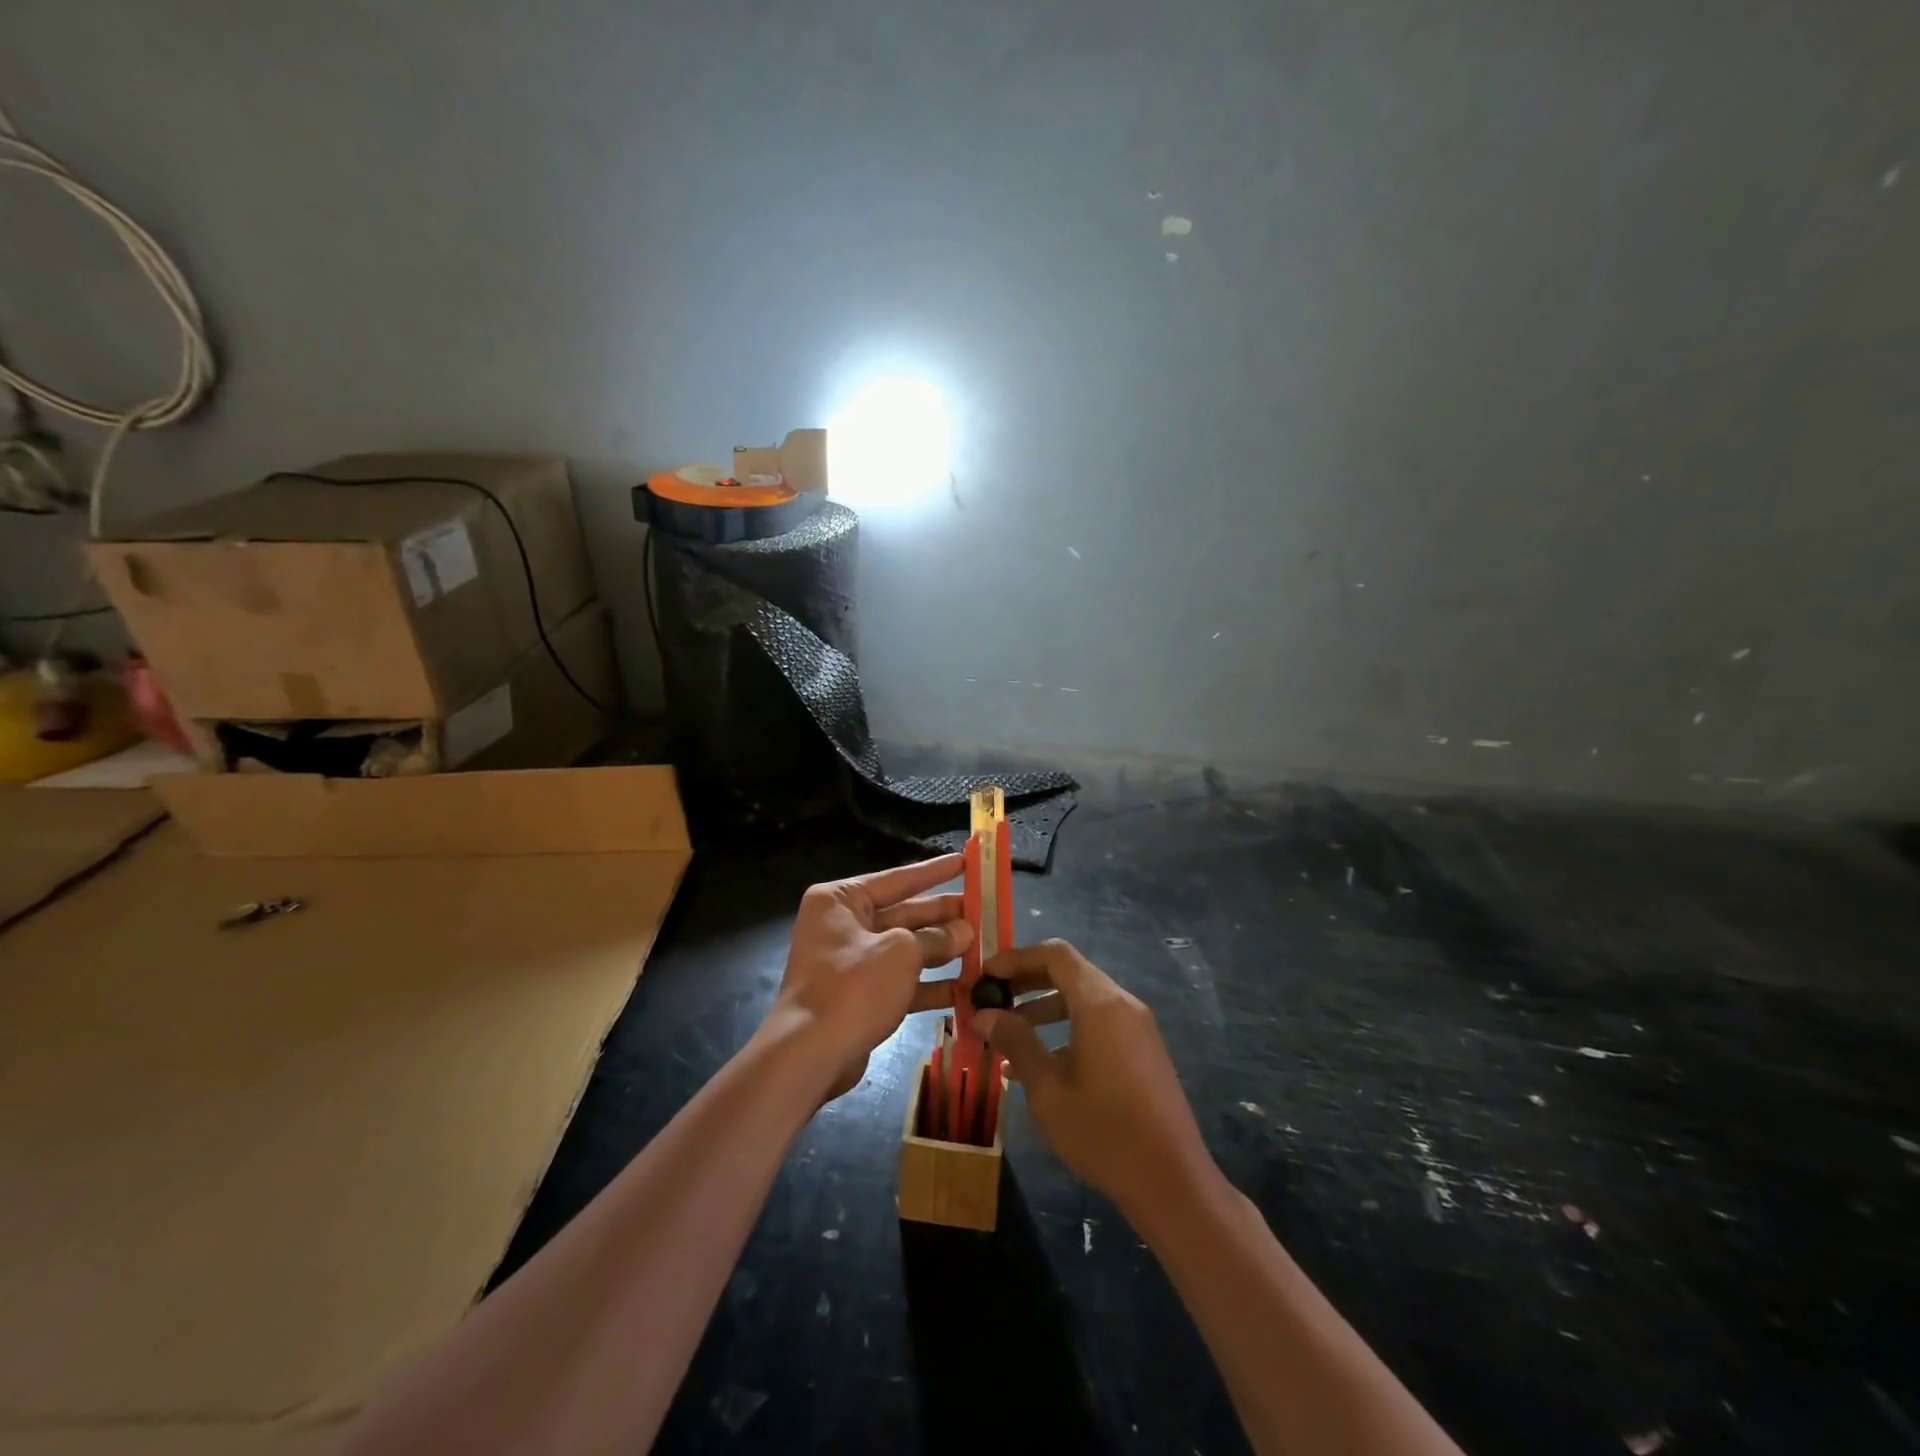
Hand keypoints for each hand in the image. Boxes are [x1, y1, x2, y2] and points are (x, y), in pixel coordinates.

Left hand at [765, 855, 973, 1101]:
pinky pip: (900, 980)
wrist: (810, 1054)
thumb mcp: (901, 952)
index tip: (966, 861)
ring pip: (905, 948)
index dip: (935, 872)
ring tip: (982, 946)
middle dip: (943, 915)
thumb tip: (965, 930)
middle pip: (903, 913)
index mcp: (841, 900)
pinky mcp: (860, 995)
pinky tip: (965, 988)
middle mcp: (843, 925)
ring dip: (942, 950)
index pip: (897, 879)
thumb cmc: (853, 986)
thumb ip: (936, 938)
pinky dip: (929, 984)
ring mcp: (851, 962)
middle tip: (984, 909)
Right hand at [975, 940, 1215, 1216]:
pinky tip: (1041, 1061)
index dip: (1017, 958)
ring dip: (1044, 1006)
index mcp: (1099, 1003)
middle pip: (1069, 972)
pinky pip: (1098, 1021)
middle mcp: (1122, 1003)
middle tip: (991, 999)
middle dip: (1027, 981)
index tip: (985, 975)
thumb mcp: (1048, 1090)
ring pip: (1083, 998)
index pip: (1055, 954)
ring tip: (1007, 1032)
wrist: (1173, 1182)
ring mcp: (1137, 1026)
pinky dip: (1067, 1026)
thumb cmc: (1104, 1133)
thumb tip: (983, 1014)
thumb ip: (1015, 1043)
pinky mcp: (1143, 1049)